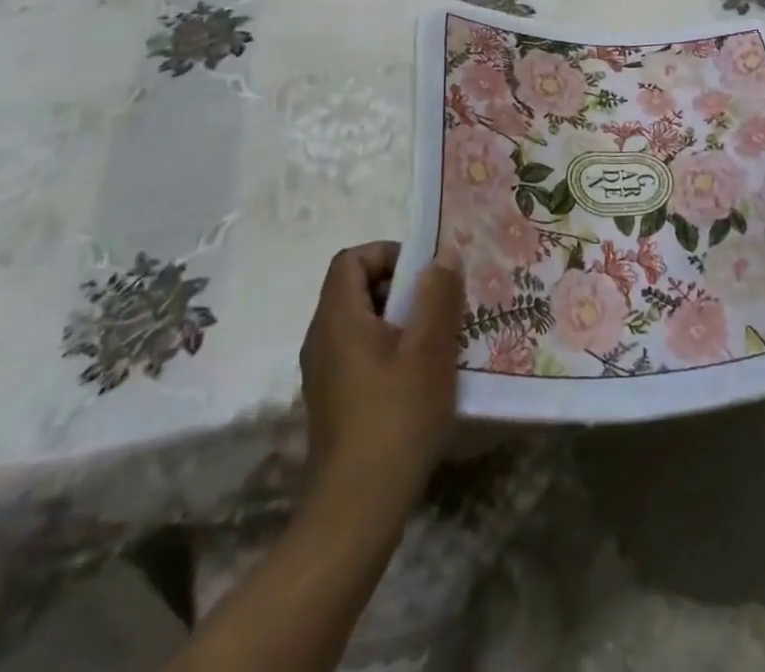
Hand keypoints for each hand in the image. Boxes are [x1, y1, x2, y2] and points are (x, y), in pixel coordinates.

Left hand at [299, 241, 464, 509]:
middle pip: (357, 288)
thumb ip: (437, 295)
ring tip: (440, 340)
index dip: (388, 254)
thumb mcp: (428, 349)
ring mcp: (324, 373)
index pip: (351, 259)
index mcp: (337, 317)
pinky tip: (423, 378)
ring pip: (363, 323)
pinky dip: (391, 351)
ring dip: (401, 321)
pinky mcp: (334, 402)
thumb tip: (442, 255)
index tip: (424, 274)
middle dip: (402, 288)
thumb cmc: (395, 418)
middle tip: (441, 305)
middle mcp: (322, 338)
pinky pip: (362, 354)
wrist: (355, 512)